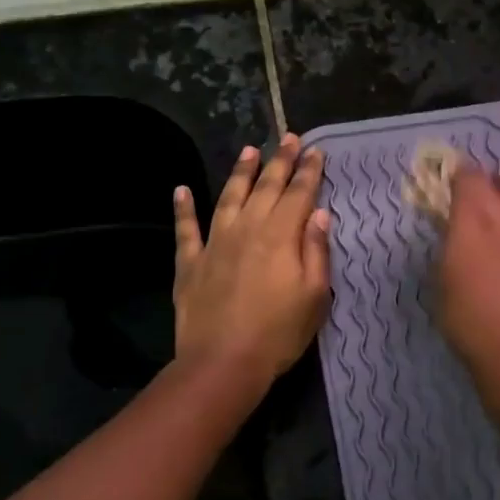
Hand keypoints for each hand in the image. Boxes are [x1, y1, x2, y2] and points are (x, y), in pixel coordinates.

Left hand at [173, 134, 331, 392]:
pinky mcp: (190, 262)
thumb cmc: (279, 332)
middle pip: (266, 187)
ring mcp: (215, 243)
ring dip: (240, 173)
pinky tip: (181, 190)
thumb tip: (319, 213)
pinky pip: (186, 228)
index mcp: (281, 235)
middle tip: (288, 138)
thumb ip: (316, 250)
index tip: (316, 151)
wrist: (223, 362)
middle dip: (279, 161)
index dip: (309, 171)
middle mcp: (248, 229)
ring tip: (249, 151)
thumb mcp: (314, 295)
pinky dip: (183, 208)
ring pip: (229, 197)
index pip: (299, 194)